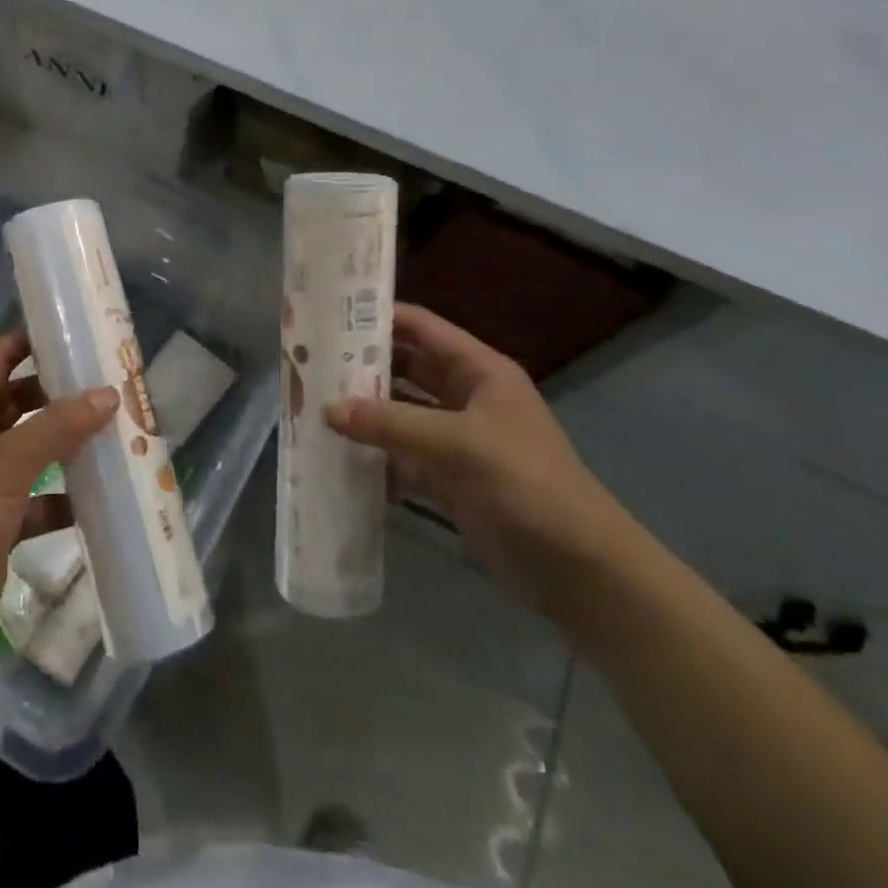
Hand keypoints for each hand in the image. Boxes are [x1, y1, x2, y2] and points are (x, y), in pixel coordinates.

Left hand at [0, 331, 116, 675]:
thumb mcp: (3, 469)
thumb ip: (54, 429)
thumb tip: (108, 393)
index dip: (27, 341)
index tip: (73, 331)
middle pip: (19, 403)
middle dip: (59, 393)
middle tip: (108, 384)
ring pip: (33, 452)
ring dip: (67, 445)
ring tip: (116, 433)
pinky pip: (39, 501)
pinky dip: (65, 499)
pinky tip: (99, 501)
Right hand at [327, 303, 635, 618]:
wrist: (578, 570)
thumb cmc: (527, 486)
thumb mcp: (460, 445)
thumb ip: (393, 424)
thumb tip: (328, 408)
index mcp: (479, 372)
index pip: (422, 328)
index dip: (379, 318)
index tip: (328, 317)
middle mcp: (465, 397)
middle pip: (404, 369)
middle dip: (361, 368)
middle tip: (309, 366)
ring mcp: (455, 439)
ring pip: (399, 414)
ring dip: (363, 414)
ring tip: (311, 408)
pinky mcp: (447, 478)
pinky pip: (401, 457)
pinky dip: (375, 459)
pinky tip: (338, 460)